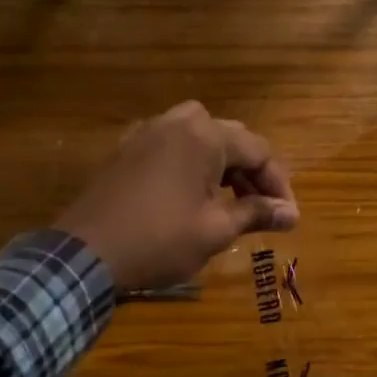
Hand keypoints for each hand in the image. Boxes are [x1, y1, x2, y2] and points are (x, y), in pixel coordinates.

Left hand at [54, 101, 298, 293]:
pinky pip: (172, 144)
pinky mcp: (127, 148)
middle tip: (264, 208)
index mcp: (205, 136)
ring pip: (201, 136)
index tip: (288, 216)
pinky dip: (192, 162)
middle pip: (231, 138)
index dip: (279, 183)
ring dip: (223, 164)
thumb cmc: (158, 241)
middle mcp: (178, 122)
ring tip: (231, 198)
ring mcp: (148, 131)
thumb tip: (292, 214)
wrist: (84, 254)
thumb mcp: (215, 231)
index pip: (259, 151)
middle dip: (253, 173)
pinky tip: (193, 192)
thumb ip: (256, 214)